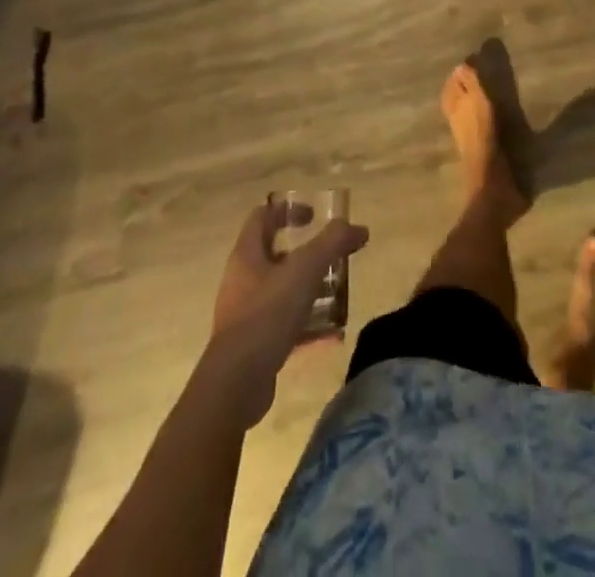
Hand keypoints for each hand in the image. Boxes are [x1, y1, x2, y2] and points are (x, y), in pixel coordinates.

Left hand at [203, 199, 368, 428]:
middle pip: (274, 253)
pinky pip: (283, 323)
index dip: (288, 210)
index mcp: (247, 254)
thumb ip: (332, 243)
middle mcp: (242, 279)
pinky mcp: (253, 343)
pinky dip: (306, 323)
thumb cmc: (267, 314)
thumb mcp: (305, 270)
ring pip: (281, 290)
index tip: (314, 216)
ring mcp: (245, 313)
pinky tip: (331, 333)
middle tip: (332, 258)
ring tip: (337, 294)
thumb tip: (359, 228)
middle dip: (305, 254)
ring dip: (309, 288)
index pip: (263, 216)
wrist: (235, 384)